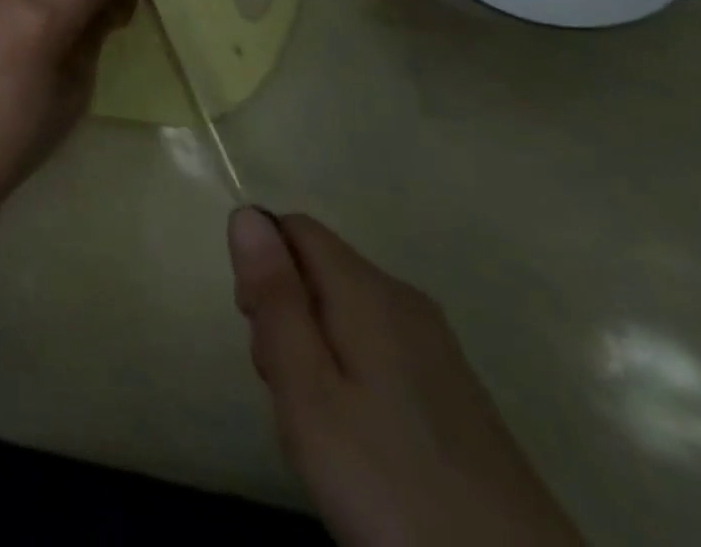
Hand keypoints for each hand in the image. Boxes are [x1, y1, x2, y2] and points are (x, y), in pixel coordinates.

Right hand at [229, 209, 583, 546]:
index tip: (258, 330)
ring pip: (343, 313)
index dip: (262, 266)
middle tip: (290, 392)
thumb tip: (245, 214)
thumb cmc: (392, 485)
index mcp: (370, 290)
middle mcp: (405, 302)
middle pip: (318, 270)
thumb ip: (275, 298)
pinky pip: (376, 352)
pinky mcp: (455, 395)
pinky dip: (351, 379)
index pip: (294, 228)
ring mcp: (437, 349)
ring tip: (322, 428)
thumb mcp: (308, 392)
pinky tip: (361, 444)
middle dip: (287, 315)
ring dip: (315, 351)